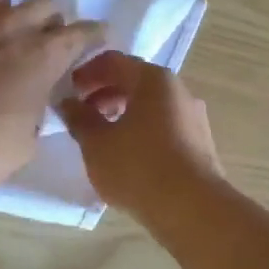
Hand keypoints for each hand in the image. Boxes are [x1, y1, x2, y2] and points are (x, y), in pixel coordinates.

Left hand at [0, 0, 103, 192]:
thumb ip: (36, 113)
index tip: (98, 38)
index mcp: (42, 56)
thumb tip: (31, 105)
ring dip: (10, 11)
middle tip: (45, 43)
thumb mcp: (26, 142)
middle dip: (51, 20)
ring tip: (5, 34)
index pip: (81, 32)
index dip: (94, 34)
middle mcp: (12, 30)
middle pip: (44, 3)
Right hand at [57, 51, 222, 215]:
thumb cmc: (138, 166)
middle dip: (104, 93)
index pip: (114, 61)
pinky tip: (128, 155)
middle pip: (135, 80)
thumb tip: (68, 103)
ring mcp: (193, 116)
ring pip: (151, 104)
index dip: (87, 72)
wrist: (192, 208)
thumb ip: (79, 118)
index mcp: (154, 79)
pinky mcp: (199, 142)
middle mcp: (178, 90)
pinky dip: (141, 129)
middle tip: (81, 114)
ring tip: (101, 137)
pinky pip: (164, 124)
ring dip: (123, 112)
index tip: (68, 91)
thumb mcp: (97, 143)